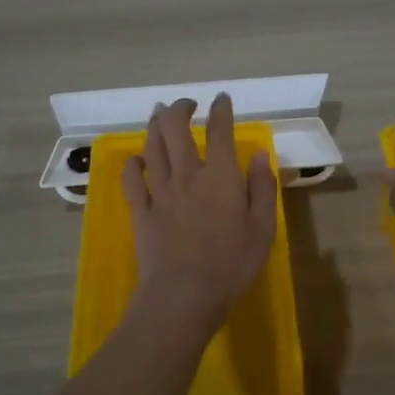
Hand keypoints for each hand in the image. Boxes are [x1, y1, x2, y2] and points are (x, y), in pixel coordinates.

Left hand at [122, 94, 278, 336]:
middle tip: (186, 104)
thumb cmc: (231, 264)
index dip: (220, 110)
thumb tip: (259, 155)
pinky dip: (132, 164)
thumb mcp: (263, 228)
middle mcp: (187, 174)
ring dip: (154, 126)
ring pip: (152, 147)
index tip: (221, 99)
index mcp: (220, 176)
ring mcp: (160, 191)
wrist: (183, 295)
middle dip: (179, 109)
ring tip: (158, 115)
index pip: (220, 131)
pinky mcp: (140, 211)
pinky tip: (136, 159)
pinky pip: (131, 180)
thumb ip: (261, 188)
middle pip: (175, 128)